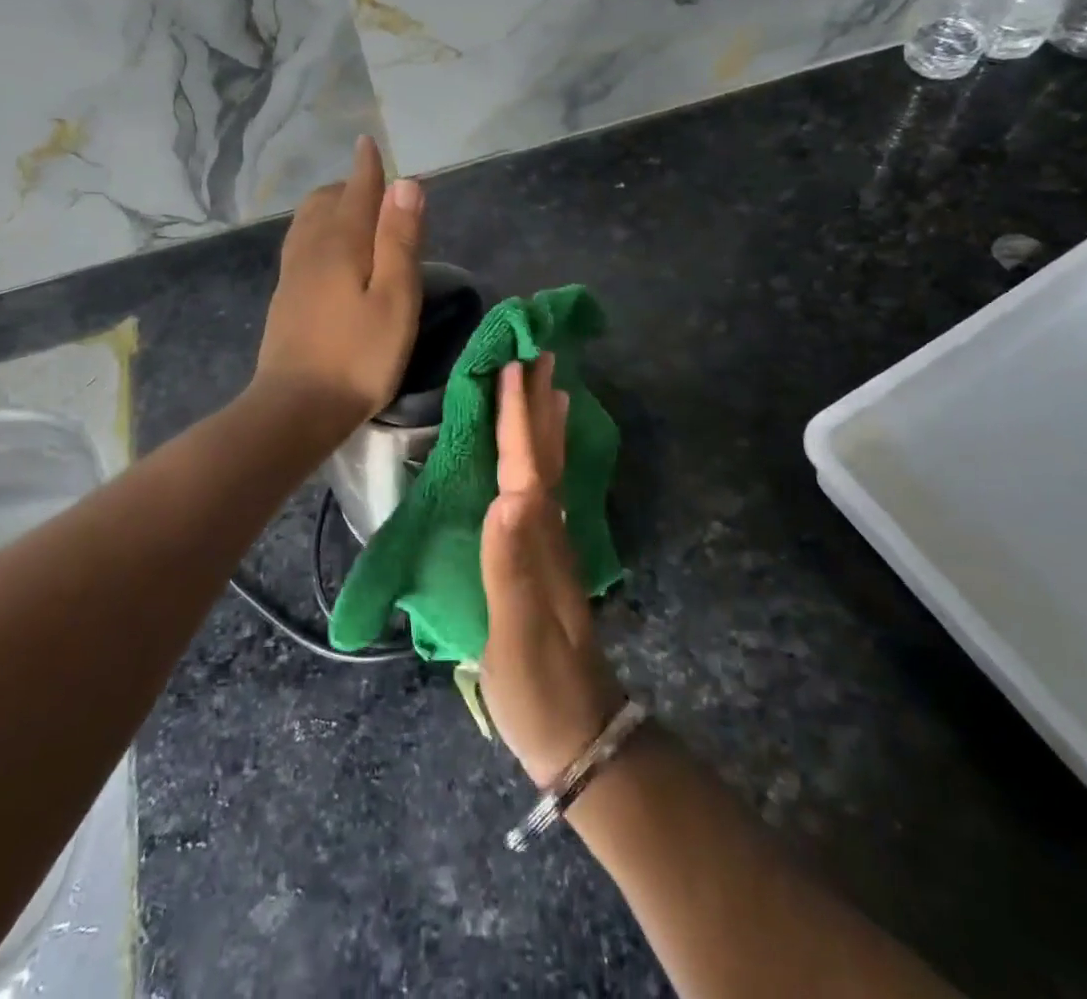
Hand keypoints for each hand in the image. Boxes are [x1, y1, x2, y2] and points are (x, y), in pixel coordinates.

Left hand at [254, 135, 423, 432]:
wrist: (296, 408)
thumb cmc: (359, 356)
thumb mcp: (394, 298)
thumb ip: (399, 239)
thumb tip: (405, 183)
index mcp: (341, 243)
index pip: (356, 191)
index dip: (367, 167)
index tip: (368, 143)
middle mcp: (310, 248)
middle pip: (326, 201)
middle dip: (351, 187)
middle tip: (379, 194)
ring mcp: (292, 273)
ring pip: (308, 222)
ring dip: (331, 207)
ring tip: (355, 216)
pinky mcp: (285, 297)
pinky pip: (300, 244)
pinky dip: (319, 231)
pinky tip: (329, 253)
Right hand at [480, 355, 624, 786]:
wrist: (579, 733)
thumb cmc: (540, 684)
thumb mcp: (517, 631)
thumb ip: (510, 564)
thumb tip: (507, 496)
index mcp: (537, 535)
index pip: (525, 462)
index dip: (517, 414)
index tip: (514, 363)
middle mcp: (549, 529)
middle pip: (545, 453)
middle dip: (539, 403)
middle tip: (539, 353)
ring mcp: (551, 545)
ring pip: (550, 468)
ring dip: (546, 424)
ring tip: (550, 387)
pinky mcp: (544, 561)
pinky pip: (543, 490)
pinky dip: (542, 460)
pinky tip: (539, 458)